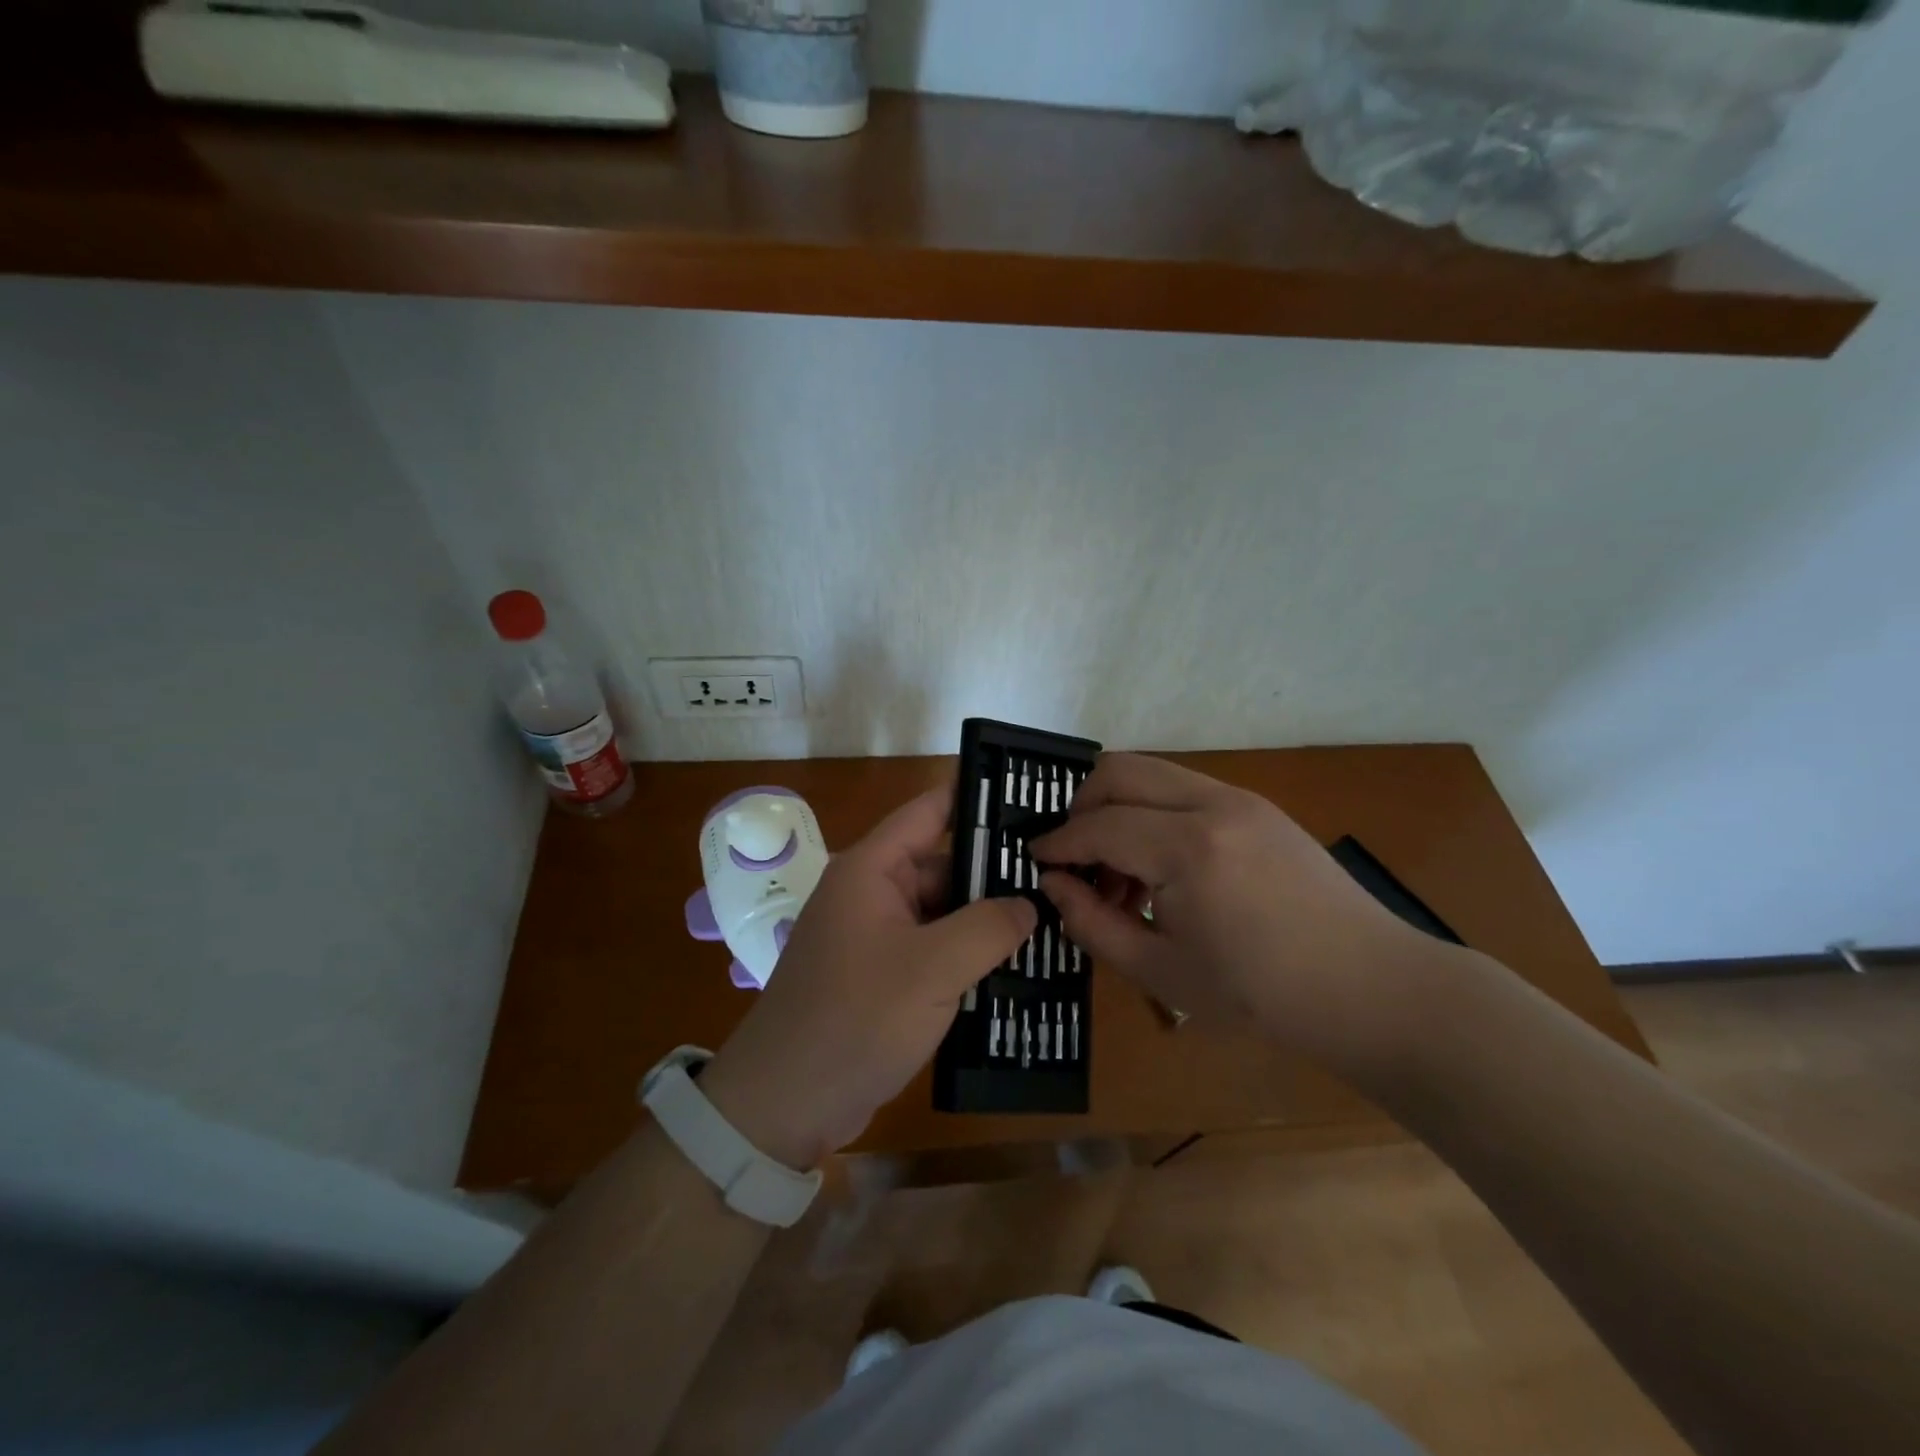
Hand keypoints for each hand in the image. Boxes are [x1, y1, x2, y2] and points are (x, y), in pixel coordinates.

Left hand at [699, 788, 1036, 1170]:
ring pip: (942, 911)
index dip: (977, 798)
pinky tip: (1016, 964)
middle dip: (995, 871)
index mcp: (871, 870)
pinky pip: (933, 949)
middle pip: (942, 864)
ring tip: (1052, 917)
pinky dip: (967, 953)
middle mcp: (871, 893)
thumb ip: (988, 927)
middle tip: (1060, 873)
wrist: (785, 1105)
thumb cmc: (856, 1019)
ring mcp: (875, 937)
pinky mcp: (881, 976)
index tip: (1032, 796)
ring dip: (985, 918)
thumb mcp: (932, 969)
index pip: (930, 811)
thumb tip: (1029, 904)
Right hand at [1031, 754, 1456, 1077]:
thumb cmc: (1263, 996)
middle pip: (1120, 771)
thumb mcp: (1163, 973)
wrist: (1373, 989)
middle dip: (1081, 806)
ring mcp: (1241, 799)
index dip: (1058, 843)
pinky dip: (1154, 813)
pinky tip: (1162, 870)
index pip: (1099, 826)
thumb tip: (1054, 886)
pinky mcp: (1259, 807)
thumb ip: (1095, 924)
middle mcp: (1212, 803)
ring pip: (1153, 773)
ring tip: (1120, 876)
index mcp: (1188, 848)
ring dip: (1119, 809)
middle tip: (1072, 857)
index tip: (1034, 861)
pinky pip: (1184, 790)